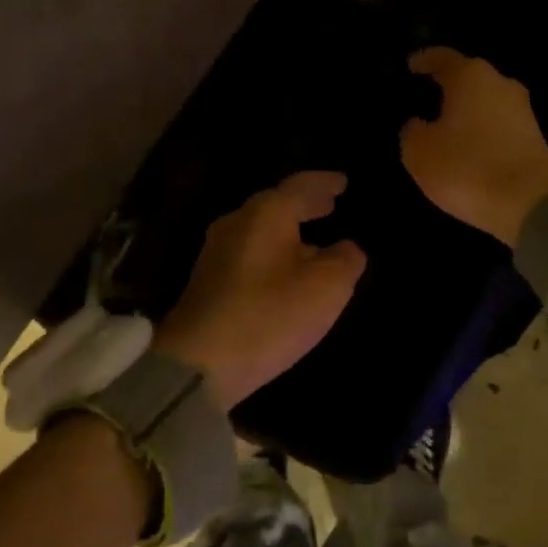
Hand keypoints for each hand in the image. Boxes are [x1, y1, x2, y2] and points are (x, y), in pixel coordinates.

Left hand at [155, 172, 365, 409]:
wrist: (199, 364)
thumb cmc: (270, 315)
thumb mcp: (327, 288)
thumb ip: (346, 259)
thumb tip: (347, 247)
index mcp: (266, 214)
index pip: (300, 185)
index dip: (325, 183)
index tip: (344, 182)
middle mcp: (237, 223)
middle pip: (276, 204)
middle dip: (306, 204)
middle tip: (330, 204)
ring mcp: (217, 252)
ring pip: (262, 228)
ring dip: (290, 229)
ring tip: (315, 237)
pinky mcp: (209, 281)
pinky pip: (251, 251)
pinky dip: (275, 250)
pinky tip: (287, 268)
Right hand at [399, 48, 547, 246]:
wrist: (529, 203)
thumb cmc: (466, 167)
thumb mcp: (420, 152)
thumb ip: (413, 132)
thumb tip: (418, 124)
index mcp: (470, 76)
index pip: (442, 58)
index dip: (424, 61)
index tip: (411, 66)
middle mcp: (500, 84)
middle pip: (469, 78)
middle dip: (448, 87)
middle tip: (426, 99)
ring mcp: (522, 110)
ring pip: (486, 102)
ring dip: (467, 112)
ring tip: (444, 127)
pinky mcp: (534, 137)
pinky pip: (499, 126)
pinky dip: (482, 132)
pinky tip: (468, 147)